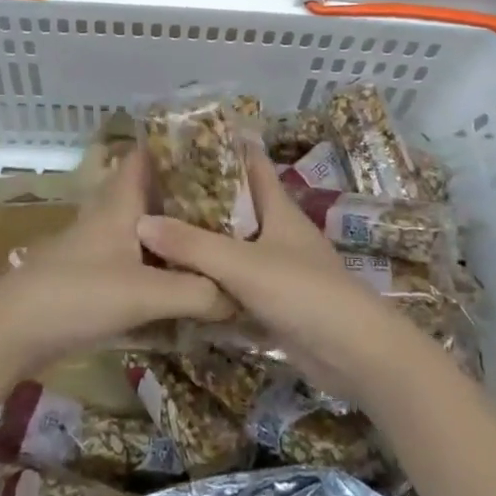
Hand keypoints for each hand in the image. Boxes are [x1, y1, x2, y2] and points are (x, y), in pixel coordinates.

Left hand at [0, 148, 235, 379]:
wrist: (12, 333)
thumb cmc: (77, 294)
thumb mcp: (143, 293)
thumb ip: (196, 293)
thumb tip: (241, 296)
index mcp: (119, 201)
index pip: (146, 156)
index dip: (177, 148)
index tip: (217, 152)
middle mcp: (110, 216)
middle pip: (153, 195)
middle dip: (188, 197)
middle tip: (234, 205)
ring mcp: (100, 248)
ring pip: (147, 230)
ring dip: (176, 235)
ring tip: (220, 242)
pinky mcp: (94, 278)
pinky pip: (138, 262)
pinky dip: (162, 266)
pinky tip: (187, 284)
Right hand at [135, 147, 430, 402]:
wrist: (355, 355)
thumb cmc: (304, 292)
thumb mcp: (243, 264)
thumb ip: (192, 245)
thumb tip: (140, 223)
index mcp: (278, 208)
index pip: (251, 164)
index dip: (223, 148)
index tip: (183, 140)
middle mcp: (278, 232)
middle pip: (236, 206)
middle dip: (200, 197)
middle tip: (154, 192)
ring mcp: (278, 269)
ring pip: (233, 247)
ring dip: (202, 242)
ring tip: (156, 233)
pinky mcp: (275, 304)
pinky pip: (235, 285)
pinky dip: (211, 281)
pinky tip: (179, 283)